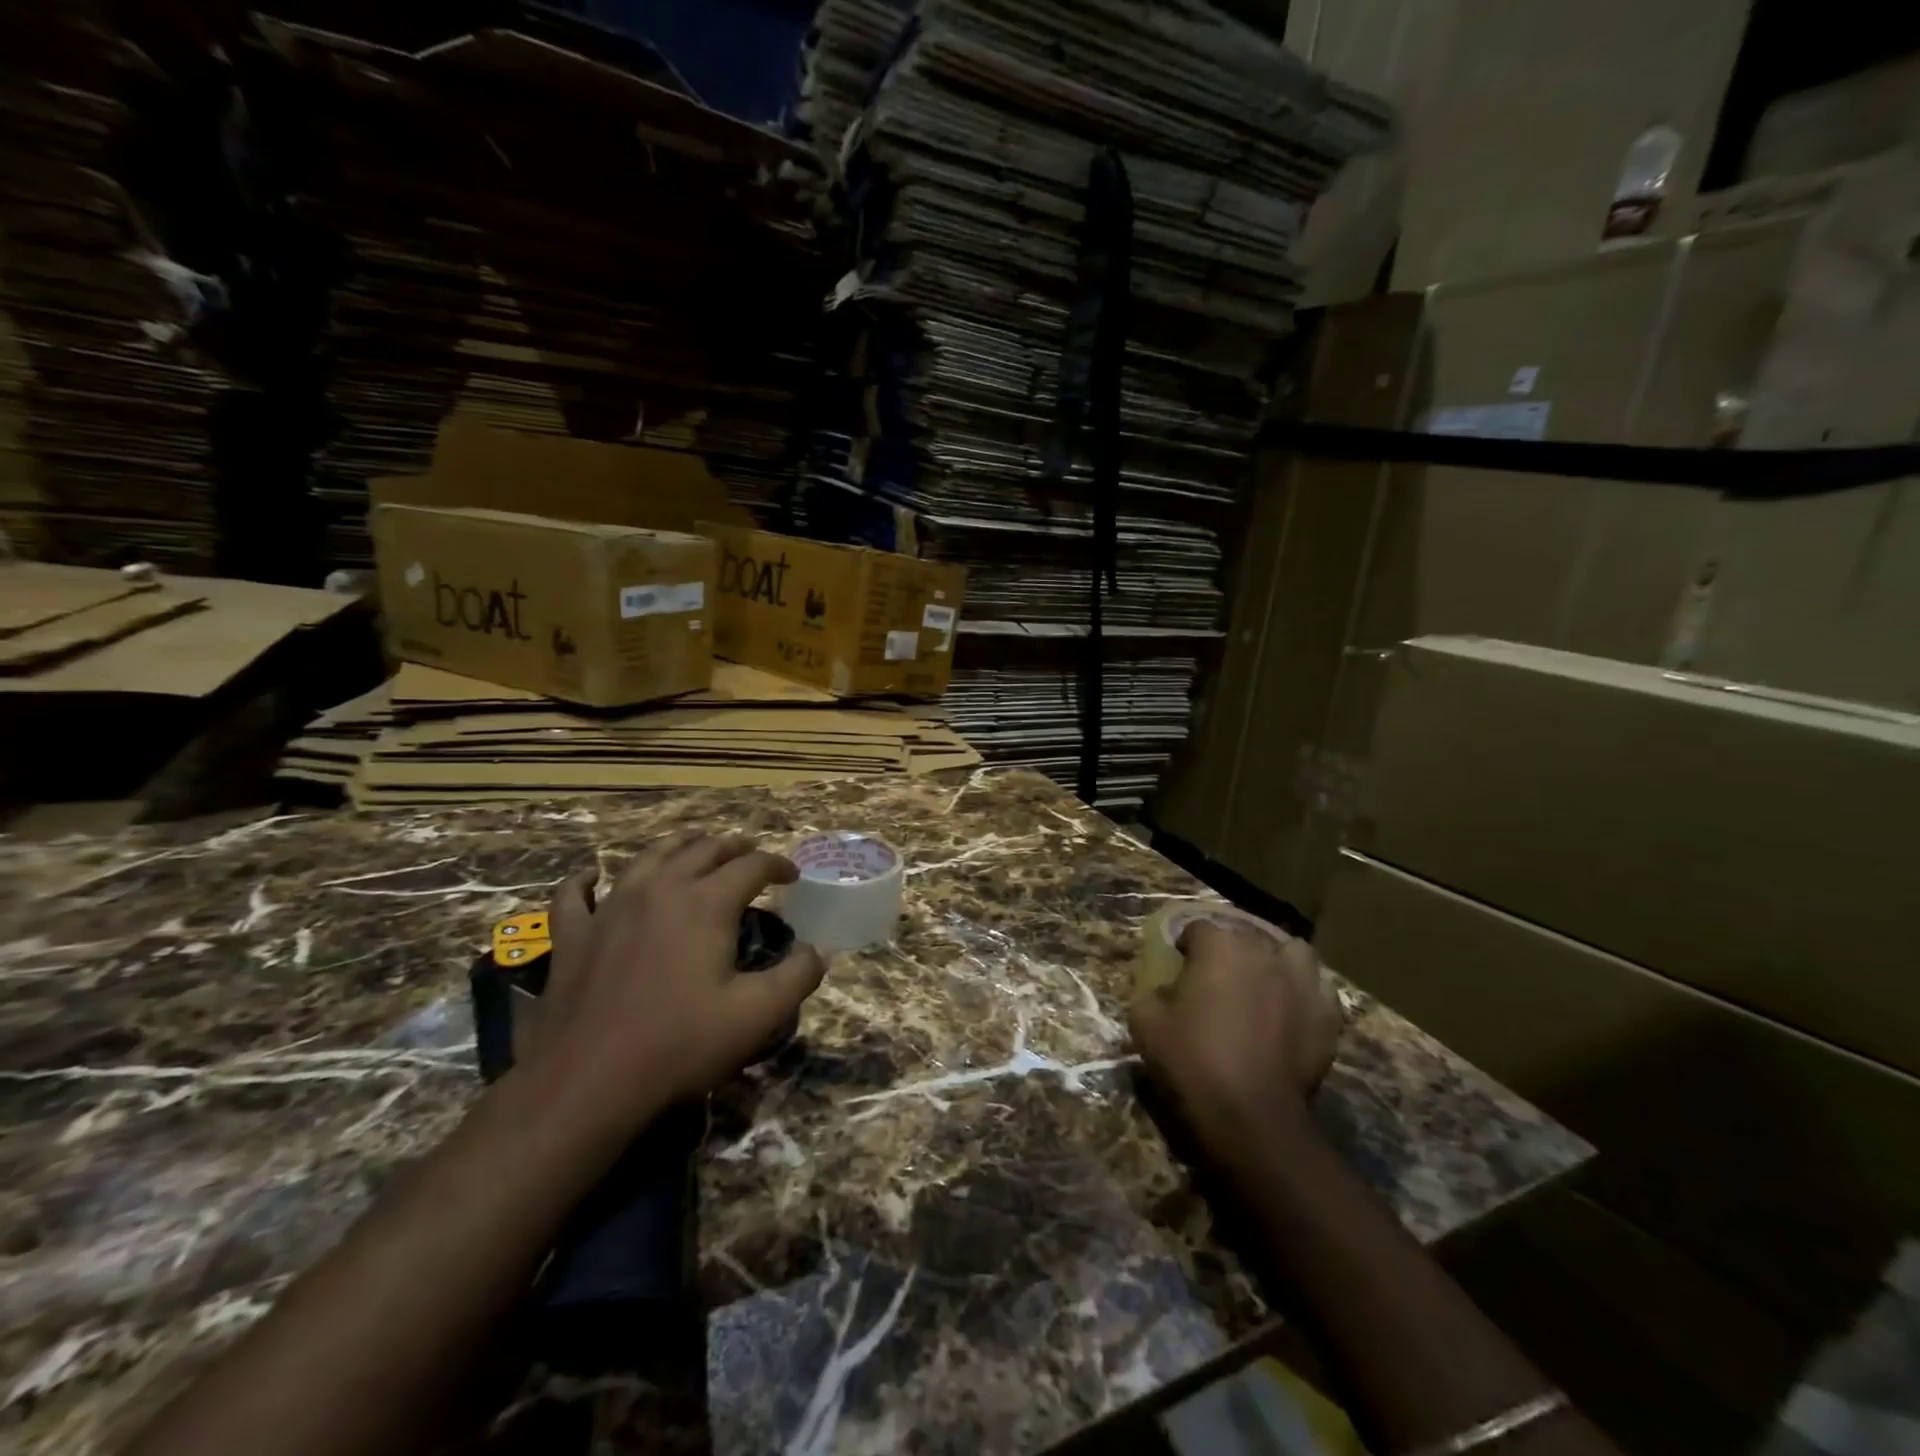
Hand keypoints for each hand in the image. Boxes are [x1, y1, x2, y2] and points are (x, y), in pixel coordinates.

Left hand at [530, 832, 826, 1132]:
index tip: (793, 875)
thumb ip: (797, 977)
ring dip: (676, 846)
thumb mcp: (756, 1015)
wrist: (586, 1082)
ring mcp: (610, 908)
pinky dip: (584, 881)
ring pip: (647, 858)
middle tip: (750, 853)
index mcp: (706, 903)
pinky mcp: (573, 935)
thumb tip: (819, 951)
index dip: (778, 864)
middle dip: (733, 847)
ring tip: (692, 844)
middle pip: (702, 850)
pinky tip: (590, 877)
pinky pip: (574, 895)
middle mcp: (660, 890)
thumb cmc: (680, 1045)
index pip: (752, 866)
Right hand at [1129, 919, 1341, 1153]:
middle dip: (1229, 952)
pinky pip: (1317, 989)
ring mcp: (1303, 981)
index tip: (1179, 968)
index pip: (1198, 928)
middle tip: (1216, 981)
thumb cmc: (1192, 1061)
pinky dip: (1303, 995)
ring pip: (1291, 953)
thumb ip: (1153, 992)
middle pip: (1244, 937)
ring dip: (1275, 962)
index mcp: (1219, 945)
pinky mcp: (1328, 1014)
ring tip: (1263, 985)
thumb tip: (1168, 989)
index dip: (1186, 947)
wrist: (1251, 1116)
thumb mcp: (1145, 1022)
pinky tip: (1291, 1014)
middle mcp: (1264, 952)